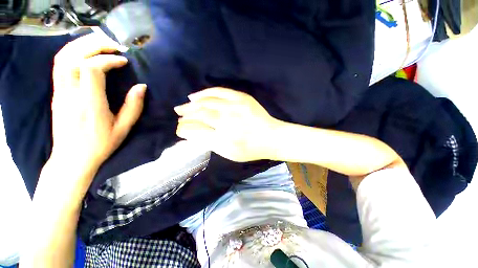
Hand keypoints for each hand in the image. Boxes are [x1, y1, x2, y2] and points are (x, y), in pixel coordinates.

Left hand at [51, 33, 145, 171]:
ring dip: (81, 45)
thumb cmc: (100, 145)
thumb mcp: (123, 129)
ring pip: (62, 57)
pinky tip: (86, 53)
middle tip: (113, 45)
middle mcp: (70, 94)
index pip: (91, 69)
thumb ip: (133, 107)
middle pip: (73, 56)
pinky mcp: (57, 93)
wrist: (71, 158)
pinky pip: (59, 65)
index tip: (124, 61)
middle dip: (94, 45)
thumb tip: (142, 86)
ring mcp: (60, 92)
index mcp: (89, 104)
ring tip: (100, 45)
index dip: (108, 60)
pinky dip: (72, 52)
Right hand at [174, 87, 280, 161]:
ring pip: (206, 103)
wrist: (271, 137)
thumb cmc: (250, 149)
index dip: (184, 129)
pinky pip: (218, 91)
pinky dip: (204, 93)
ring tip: (182, 108)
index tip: (179, 129)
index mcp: (224, 139)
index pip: (195, 131)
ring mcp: (234, 107)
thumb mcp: (228, 153)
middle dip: (185, 117)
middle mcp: (227, 121)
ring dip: (191, 105)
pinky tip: (194, 96)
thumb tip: (191, 133)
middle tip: (179, 117)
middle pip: (199, 115)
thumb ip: (209, 143)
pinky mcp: (241, 98)